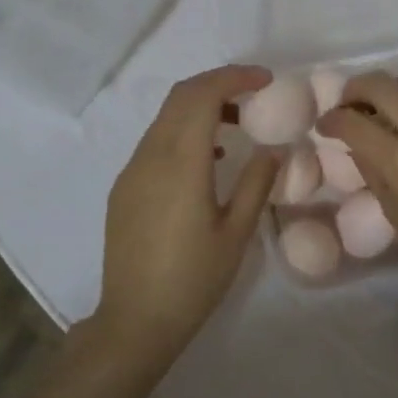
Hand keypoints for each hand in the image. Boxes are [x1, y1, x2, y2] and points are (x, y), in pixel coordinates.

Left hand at [88, 65, 279, 369]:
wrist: (135, 320)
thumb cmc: (193, 279)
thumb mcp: (236, 233)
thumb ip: (256, 183)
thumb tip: (272, 149)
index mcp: (181, 163)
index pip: (202, 95)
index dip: (233, 77)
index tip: (265, 80)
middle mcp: (150, 156)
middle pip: (180, 97)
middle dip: (218, 84)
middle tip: (254, 93)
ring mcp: (132, 171)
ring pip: (165, 118)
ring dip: (200, 108)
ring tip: (237, 125)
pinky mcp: (124, 188)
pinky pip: (155, 142)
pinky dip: (183, 131)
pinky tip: (207, 159)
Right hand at [318, 72, 397, 304]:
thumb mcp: (396, 213)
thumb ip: (373, 171)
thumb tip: (357, 143)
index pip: (353, 122)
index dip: (331, 119)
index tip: (326, 124)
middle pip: (381, 84)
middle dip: (355, 89)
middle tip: (349, 104)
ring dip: (390, 90)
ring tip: (384, 108)